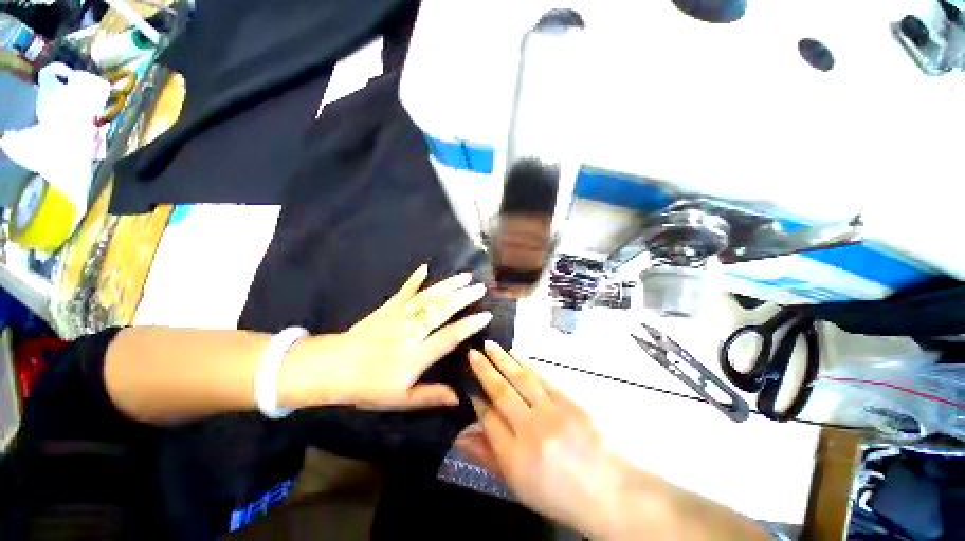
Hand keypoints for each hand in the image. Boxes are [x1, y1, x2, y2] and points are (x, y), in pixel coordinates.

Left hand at [282, 264, 492, 409]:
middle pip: (441, 310)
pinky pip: (404, 290)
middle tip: (481, 287)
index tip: (486, 315)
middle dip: (463, 297)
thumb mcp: (401, 399)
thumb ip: (431, 396)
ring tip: (465, 276)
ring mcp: (399, 315)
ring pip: (428, 297)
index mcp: (416, 355)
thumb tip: (460, 398)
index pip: (449, 337)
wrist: (334, 368)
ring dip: (448, 285)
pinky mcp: (388, 307)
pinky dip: (415, 278)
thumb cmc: (369, 387)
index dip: (469, 326)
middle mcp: (411, 331)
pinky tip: (425, 267)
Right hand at [466, 342, 624, 537]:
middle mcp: (532, 431)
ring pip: (521, 379)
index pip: (489, 419)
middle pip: (502, 393)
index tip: (468, 385)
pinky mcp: (569, 402)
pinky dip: (526, 364)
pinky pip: (542, 378)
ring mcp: (553, 413)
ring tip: (489, 345)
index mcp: (516, 457)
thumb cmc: (556, 492)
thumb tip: (461, 435)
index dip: (477, 400)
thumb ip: (487, 456)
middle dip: (485, 370)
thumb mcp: (517, 485)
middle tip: (473, 352)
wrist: (605, 490)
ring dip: (503, 360)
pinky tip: (515, 354)